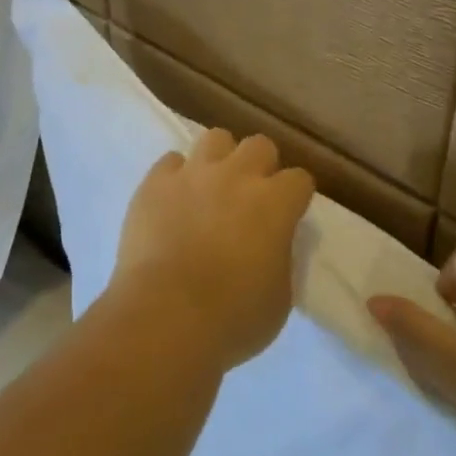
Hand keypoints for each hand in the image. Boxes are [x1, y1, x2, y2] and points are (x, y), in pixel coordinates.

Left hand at [108, 128, 315, 373]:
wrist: (165, 317)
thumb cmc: (232, 318)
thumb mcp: (280, 298)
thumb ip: (281, 257)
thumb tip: (273, 242)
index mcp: (275, 203)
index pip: (300, 179)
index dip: (296, 196)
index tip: (290, 214)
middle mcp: (237, 175)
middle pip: (260, 144)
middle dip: (261, 166)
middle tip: (252, 197)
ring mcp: (193, 173)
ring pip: (215, 138)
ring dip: (220, 159)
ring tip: (212, 187)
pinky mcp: (155, 182)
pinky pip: (171, 161)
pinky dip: (177, 176)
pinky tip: (174, 198)